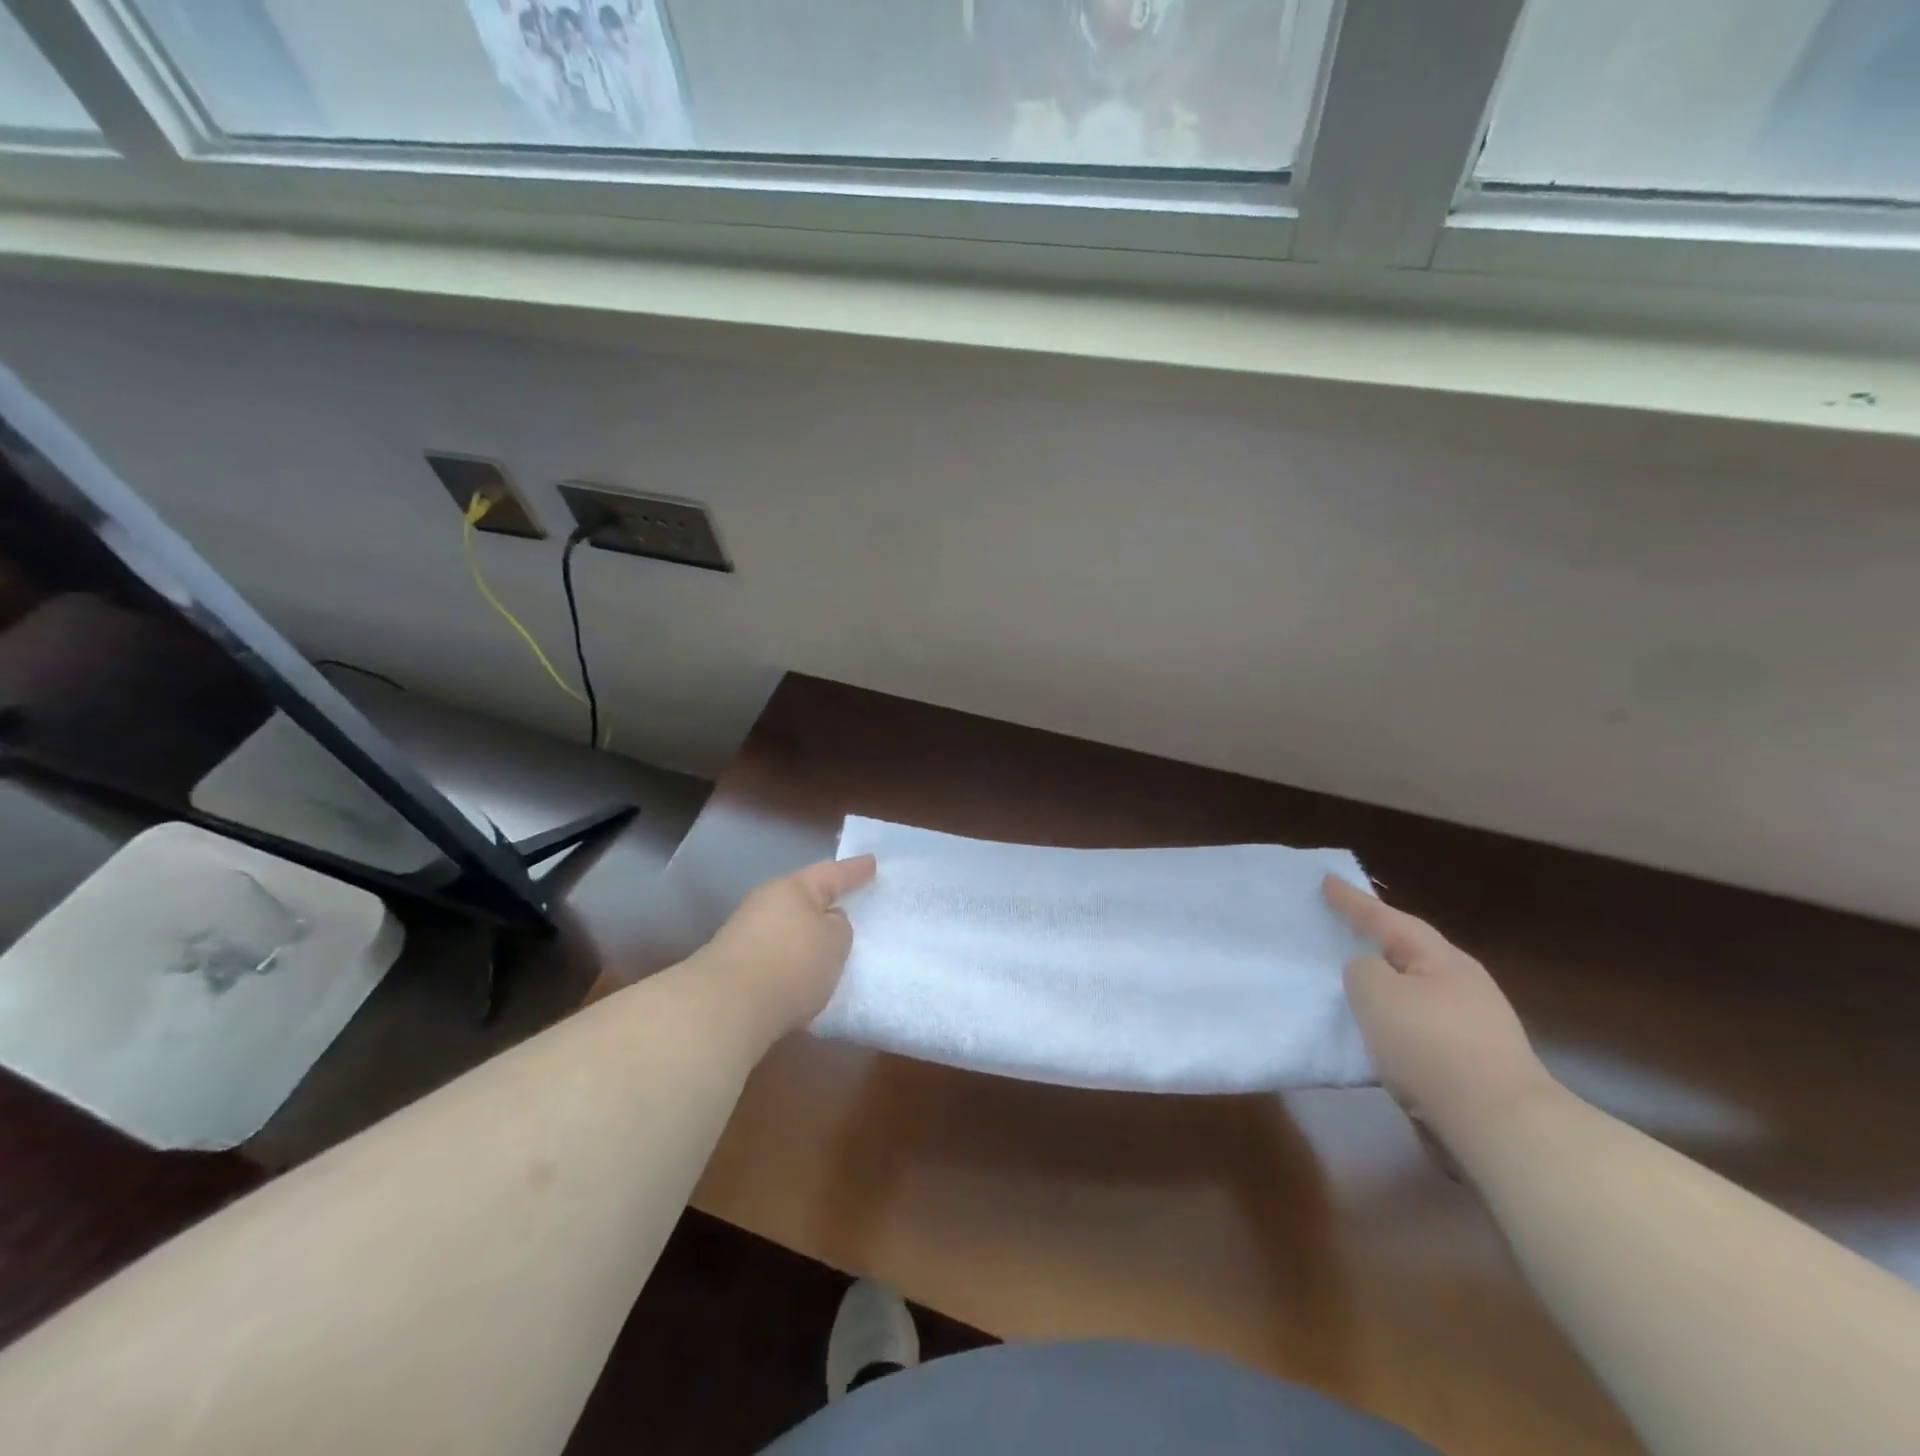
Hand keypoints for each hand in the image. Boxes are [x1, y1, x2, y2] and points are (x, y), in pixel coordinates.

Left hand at [695, 856, 876, 1042]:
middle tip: (849, 907)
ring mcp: (745, 934)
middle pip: (803, 898)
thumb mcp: (835, 942)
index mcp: (793, 888)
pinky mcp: (734, 967)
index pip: (832, 873)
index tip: (873, 863)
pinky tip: (802, 979)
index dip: (855, 870)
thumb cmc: (792, 963)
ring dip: (806, 937)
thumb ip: (838, 927)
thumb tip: (826, 923)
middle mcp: (766, 903)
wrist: (726, 1008)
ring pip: (787, 928)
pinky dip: (790, 962)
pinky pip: (775, 955)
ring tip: (829, 950)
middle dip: (825, 903)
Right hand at [1323, 875, 1555, 1146]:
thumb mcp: (1376, 992)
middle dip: (1377, 937)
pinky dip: (1395, 1019)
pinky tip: (1380, 1032)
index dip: (1352, 901)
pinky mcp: (1472, 1063)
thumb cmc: (1430, 1046)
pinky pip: (1420, 1025)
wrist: (1500, 1127)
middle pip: (1410, 950)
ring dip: (1386, 982)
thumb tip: (1372, 974)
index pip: (1386, 918)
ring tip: (1354, 980)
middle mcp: (1463, 983)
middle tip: (1344, 925)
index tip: (1325, 880)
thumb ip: (1362, 970)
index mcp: (1441, 958)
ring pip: (1416, 990)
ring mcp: (1474, 1025)